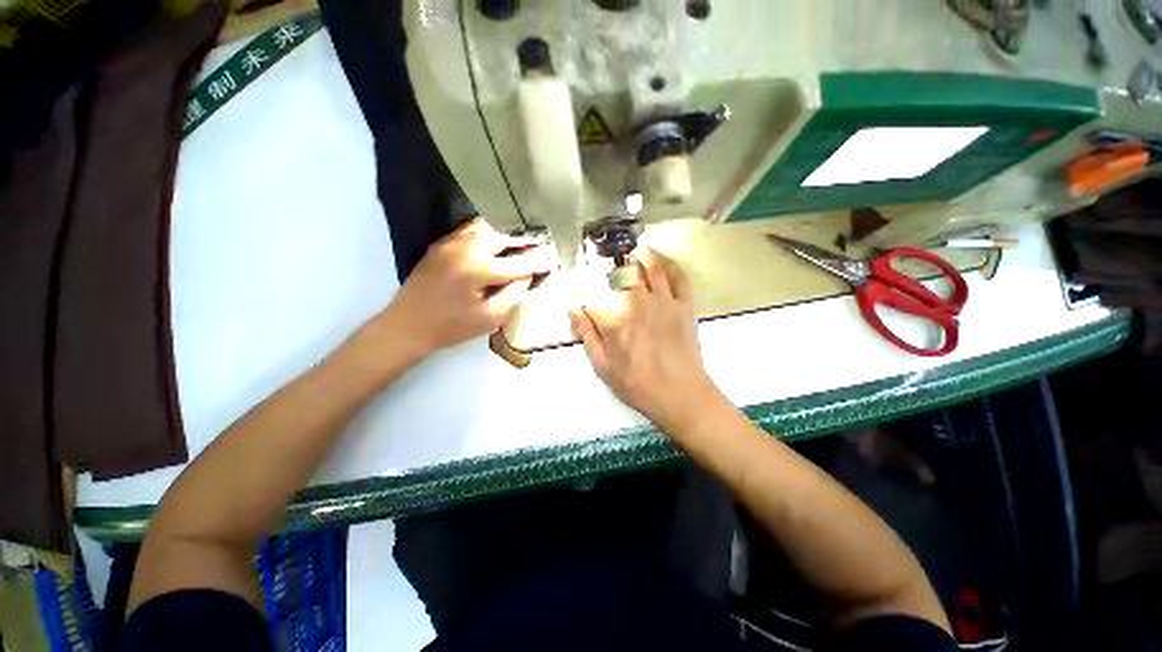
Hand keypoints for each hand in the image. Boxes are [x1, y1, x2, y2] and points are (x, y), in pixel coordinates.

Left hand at [377, 217, 550, 358]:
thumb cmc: (451, 327)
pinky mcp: (440, 245)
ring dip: (504, 234)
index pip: (516, 264)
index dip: (535, 265)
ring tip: (518, 241)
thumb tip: (527, 279)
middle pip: (501, 239)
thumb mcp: (490, 319)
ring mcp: (449, 244)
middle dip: (521, 242)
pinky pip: (467, 231)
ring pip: (484, 229)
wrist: (407, 326)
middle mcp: (464, 249)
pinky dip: (485, 232)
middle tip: (537, 246)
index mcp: (477, 270)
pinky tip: (493, 240)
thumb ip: (513, 296)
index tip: (550, 264)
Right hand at [569, 247, 719, 430]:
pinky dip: (670, 264)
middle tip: (610, 261)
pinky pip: (679, 277)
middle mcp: (637, 302)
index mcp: (614, 318)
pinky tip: (664, 261)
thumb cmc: (637, 383)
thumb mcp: (603, 365)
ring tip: (636, 251)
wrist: (680, 395)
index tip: (566, 276)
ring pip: (652, 266)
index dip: (577, 283)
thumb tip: (571, 309)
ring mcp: (664, 301)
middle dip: (615, 262)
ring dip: (642, 255)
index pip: (591, 292)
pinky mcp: (684, 305)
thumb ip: (586, 334)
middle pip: (624, 271)